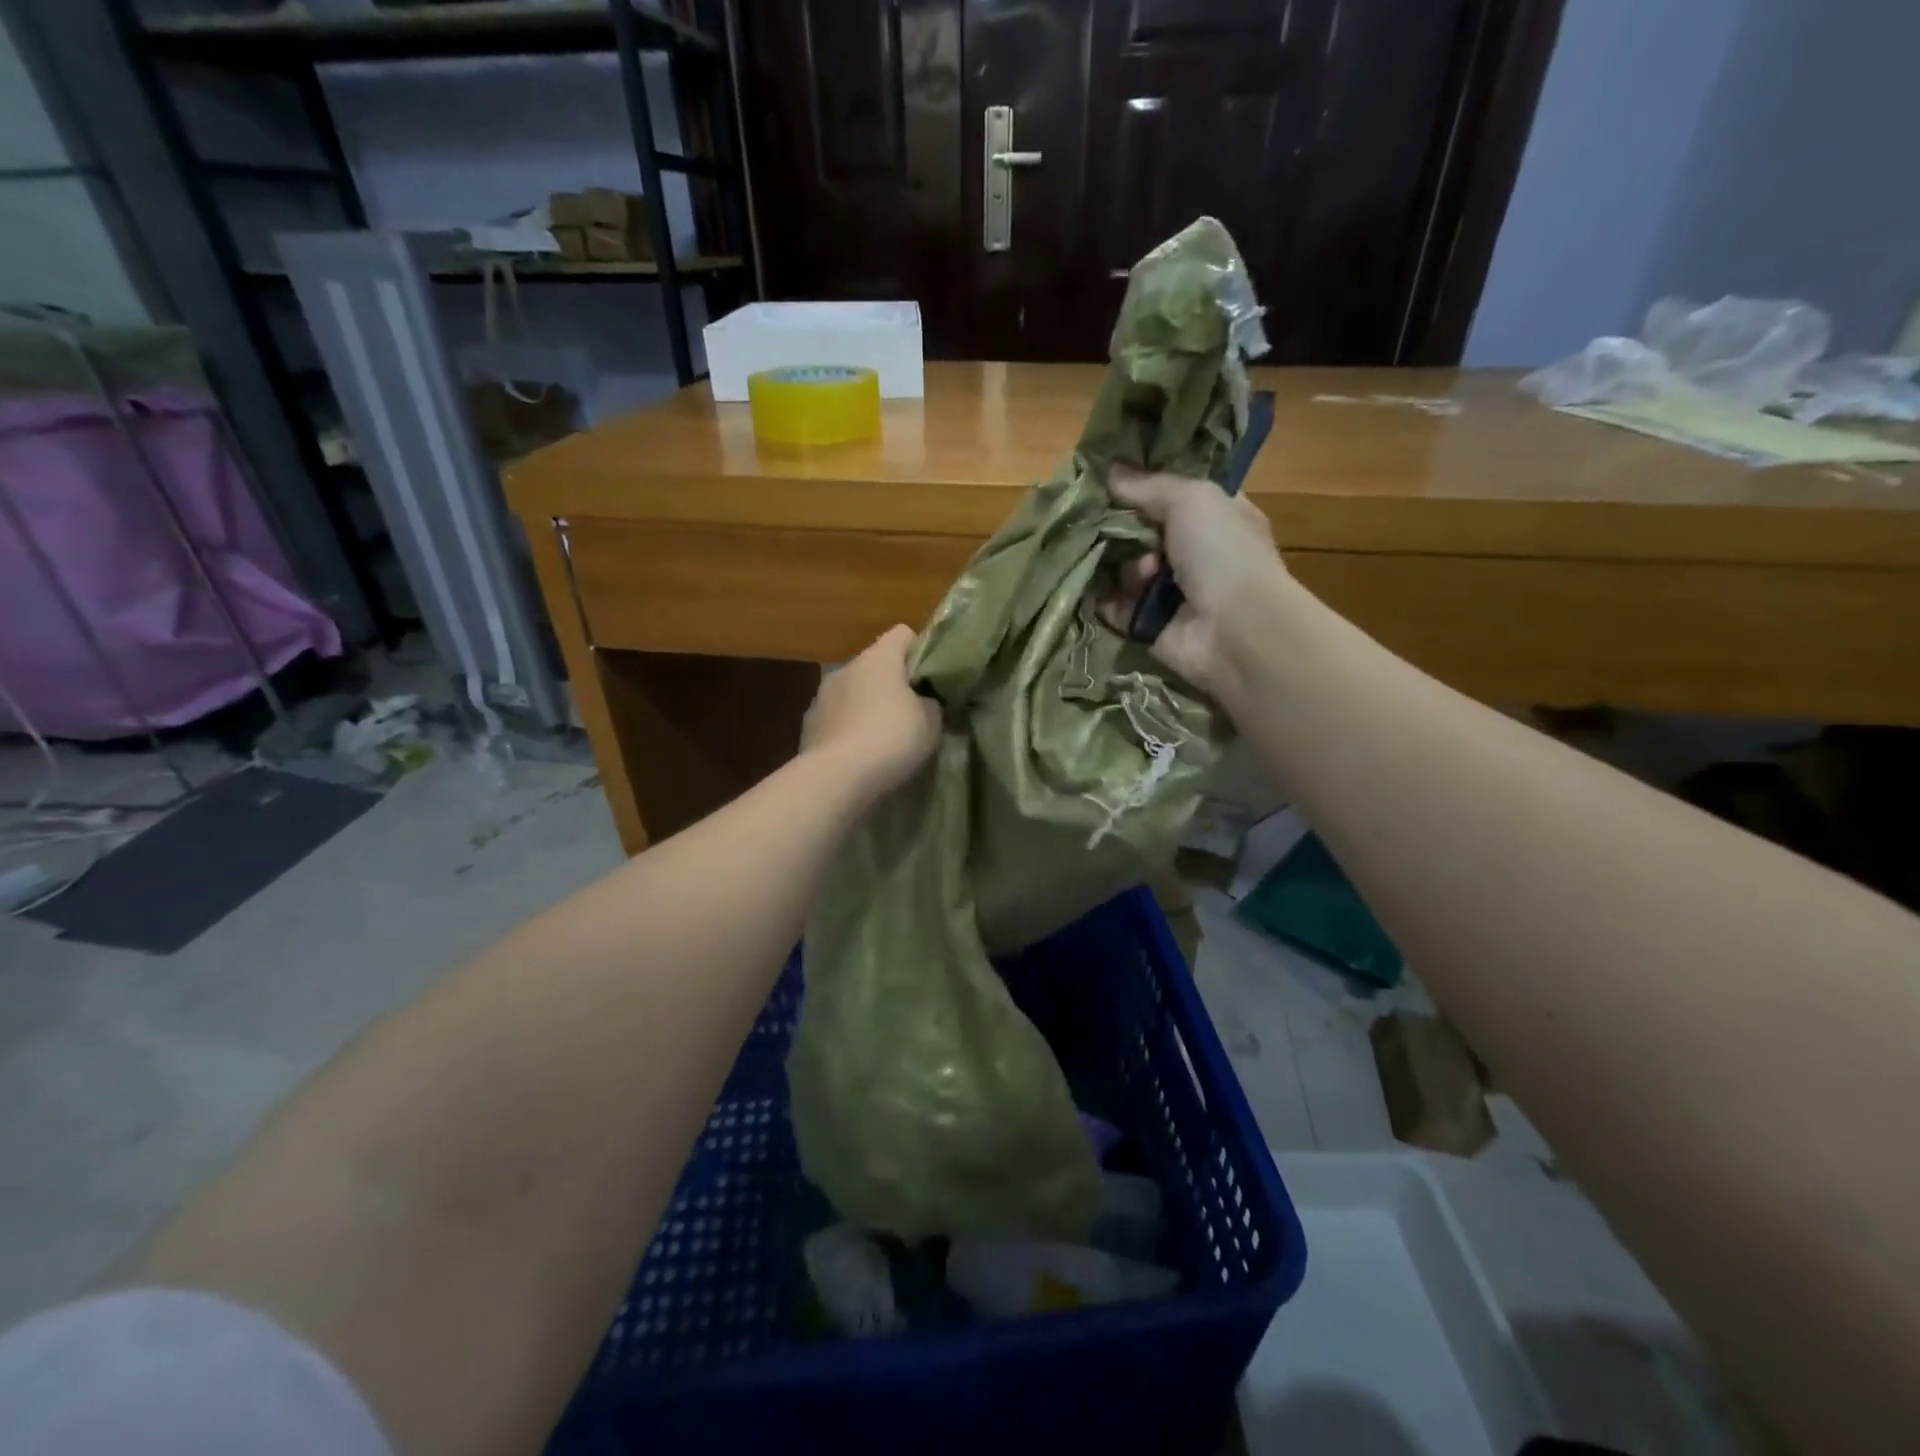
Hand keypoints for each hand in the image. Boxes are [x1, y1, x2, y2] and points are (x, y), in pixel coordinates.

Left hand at [801, 625, 941, 800]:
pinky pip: (837, 718)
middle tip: (911, 712)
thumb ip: (930, 703)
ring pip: (853, 692)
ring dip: (867, 706)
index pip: (903, 634)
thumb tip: (923, 701)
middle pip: (875, 665)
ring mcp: (822, 696)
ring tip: (883, 738)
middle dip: (892, 684)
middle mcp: (846, 668)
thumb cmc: (892, 739)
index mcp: (878, 658)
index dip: (920, 651)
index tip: (931, 679)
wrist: (838, 777)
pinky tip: (859, 754)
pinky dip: (848, 729)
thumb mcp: (931, 721)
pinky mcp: (809, 725)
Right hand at [1099, 465, 1286, 701]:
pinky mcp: (1146, 624)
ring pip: (1124, 568)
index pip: (1170, 495)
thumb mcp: (1190, 499)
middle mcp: (1192, 553)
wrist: (1235, 630)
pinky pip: (1112, 606)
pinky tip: (1096, 589)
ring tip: (1143, 574)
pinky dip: (1101, 598)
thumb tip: (1109, 469)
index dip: (1141, 486)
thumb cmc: (1222, 553)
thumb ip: (1147, 485)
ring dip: (1124, 567)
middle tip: (1101, 522)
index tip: (1107, 477)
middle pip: (1139, 532)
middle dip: (1119, 528)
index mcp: (1214, 516)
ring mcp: (1169, 591)